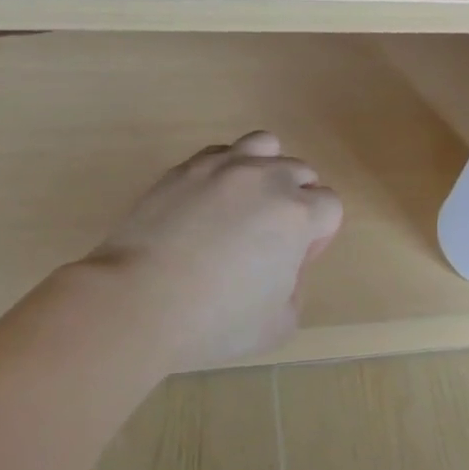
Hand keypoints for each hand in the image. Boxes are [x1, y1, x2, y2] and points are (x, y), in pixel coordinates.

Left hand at [77, 131, 343, 370]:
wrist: (138, 301)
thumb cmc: (214, 320)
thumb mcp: (277, 324)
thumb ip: (295, 289)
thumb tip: (284, 268)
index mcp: (297, 215)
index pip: (330, 206)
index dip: (318, 235)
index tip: (295, 260)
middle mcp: (267, 178)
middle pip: (301, 172)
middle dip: (296, 200)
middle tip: (270, 236)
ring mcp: (224, 167)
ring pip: (265, 146)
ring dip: (266, 169)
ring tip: (247, 201)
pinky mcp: (185, 167)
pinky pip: (221, 152)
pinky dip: (226, 169)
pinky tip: (210, 199)